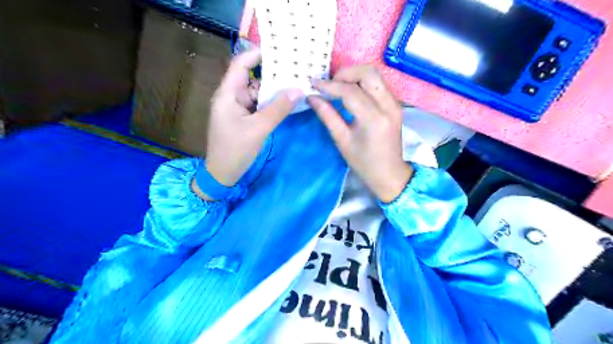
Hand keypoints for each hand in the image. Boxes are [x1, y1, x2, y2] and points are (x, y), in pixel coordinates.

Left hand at [201, 48, 301, 198]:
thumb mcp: (259, 129)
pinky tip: (286, 104)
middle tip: (295, 71)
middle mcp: (232, 97)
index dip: (258, 55)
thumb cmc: (235, 150)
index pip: (240, 64)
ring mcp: (238, 109)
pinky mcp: (244, 119)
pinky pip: (258, 106)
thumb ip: (278, 109)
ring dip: (274, 92)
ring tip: (296, 87)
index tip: (280, 52)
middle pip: (252, 79)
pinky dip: (271, 104)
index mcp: (228, 94)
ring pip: (257, 94)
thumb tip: (298, 90)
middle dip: (273, 75)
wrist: (222, 174)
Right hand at [310, 66, 413, 203]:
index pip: (350, 91)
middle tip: (329, 85)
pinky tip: (350, 92)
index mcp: (374, 119)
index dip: (330, 86)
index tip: (313, 84)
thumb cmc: (364, 163)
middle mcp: (388, 106)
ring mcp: (395, 103)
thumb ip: (328, 116)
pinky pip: (378, 84)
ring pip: (375, 75)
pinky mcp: (395, 104)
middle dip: (345, 73)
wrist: (390, 174)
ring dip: (354, 76)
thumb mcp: (342, 141)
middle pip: (368, 72)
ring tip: (337, 87)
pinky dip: (362, 82)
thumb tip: (311, 98)